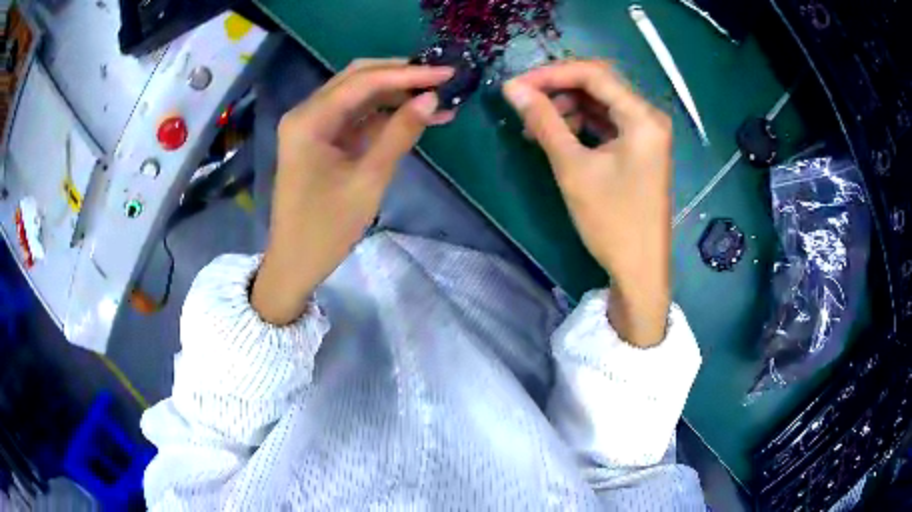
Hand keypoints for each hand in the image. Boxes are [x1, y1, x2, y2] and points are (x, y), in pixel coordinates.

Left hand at [252, 59, 455, 324]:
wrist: (295, 264)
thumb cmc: (326, 228)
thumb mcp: (368, 180)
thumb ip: (399, 134)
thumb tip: (432, 99)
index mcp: (309, 119)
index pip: (363, 82)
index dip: (408, 74)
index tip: (447, 72)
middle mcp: (307, 112)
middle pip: (358, 79)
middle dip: (402, 76)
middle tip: (442, 79)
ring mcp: (313, 125)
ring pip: (359, 96)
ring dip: (396, 95)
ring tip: (438, 100)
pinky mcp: (321, 140)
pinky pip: (356, 118)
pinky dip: (384, 116)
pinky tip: (415, 117)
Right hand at [503, 60, 672, 346]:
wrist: (639, 269)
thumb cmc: (612, 221)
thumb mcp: (573, 168)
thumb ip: (544, 121)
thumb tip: (512, 89)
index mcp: (642, 117)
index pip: (593, 74)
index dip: (551, 74)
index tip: (516, 85)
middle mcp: (649, 117)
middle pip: (599, 84)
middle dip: (558, 89)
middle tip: (523, 102)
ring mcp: (647, 133)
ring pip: (601, 103)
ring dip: (567, 108)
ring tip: (535, 126)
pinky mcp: (640, 149)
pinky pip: (608, 123)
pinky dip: (581, 125)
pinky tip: (557, 136)